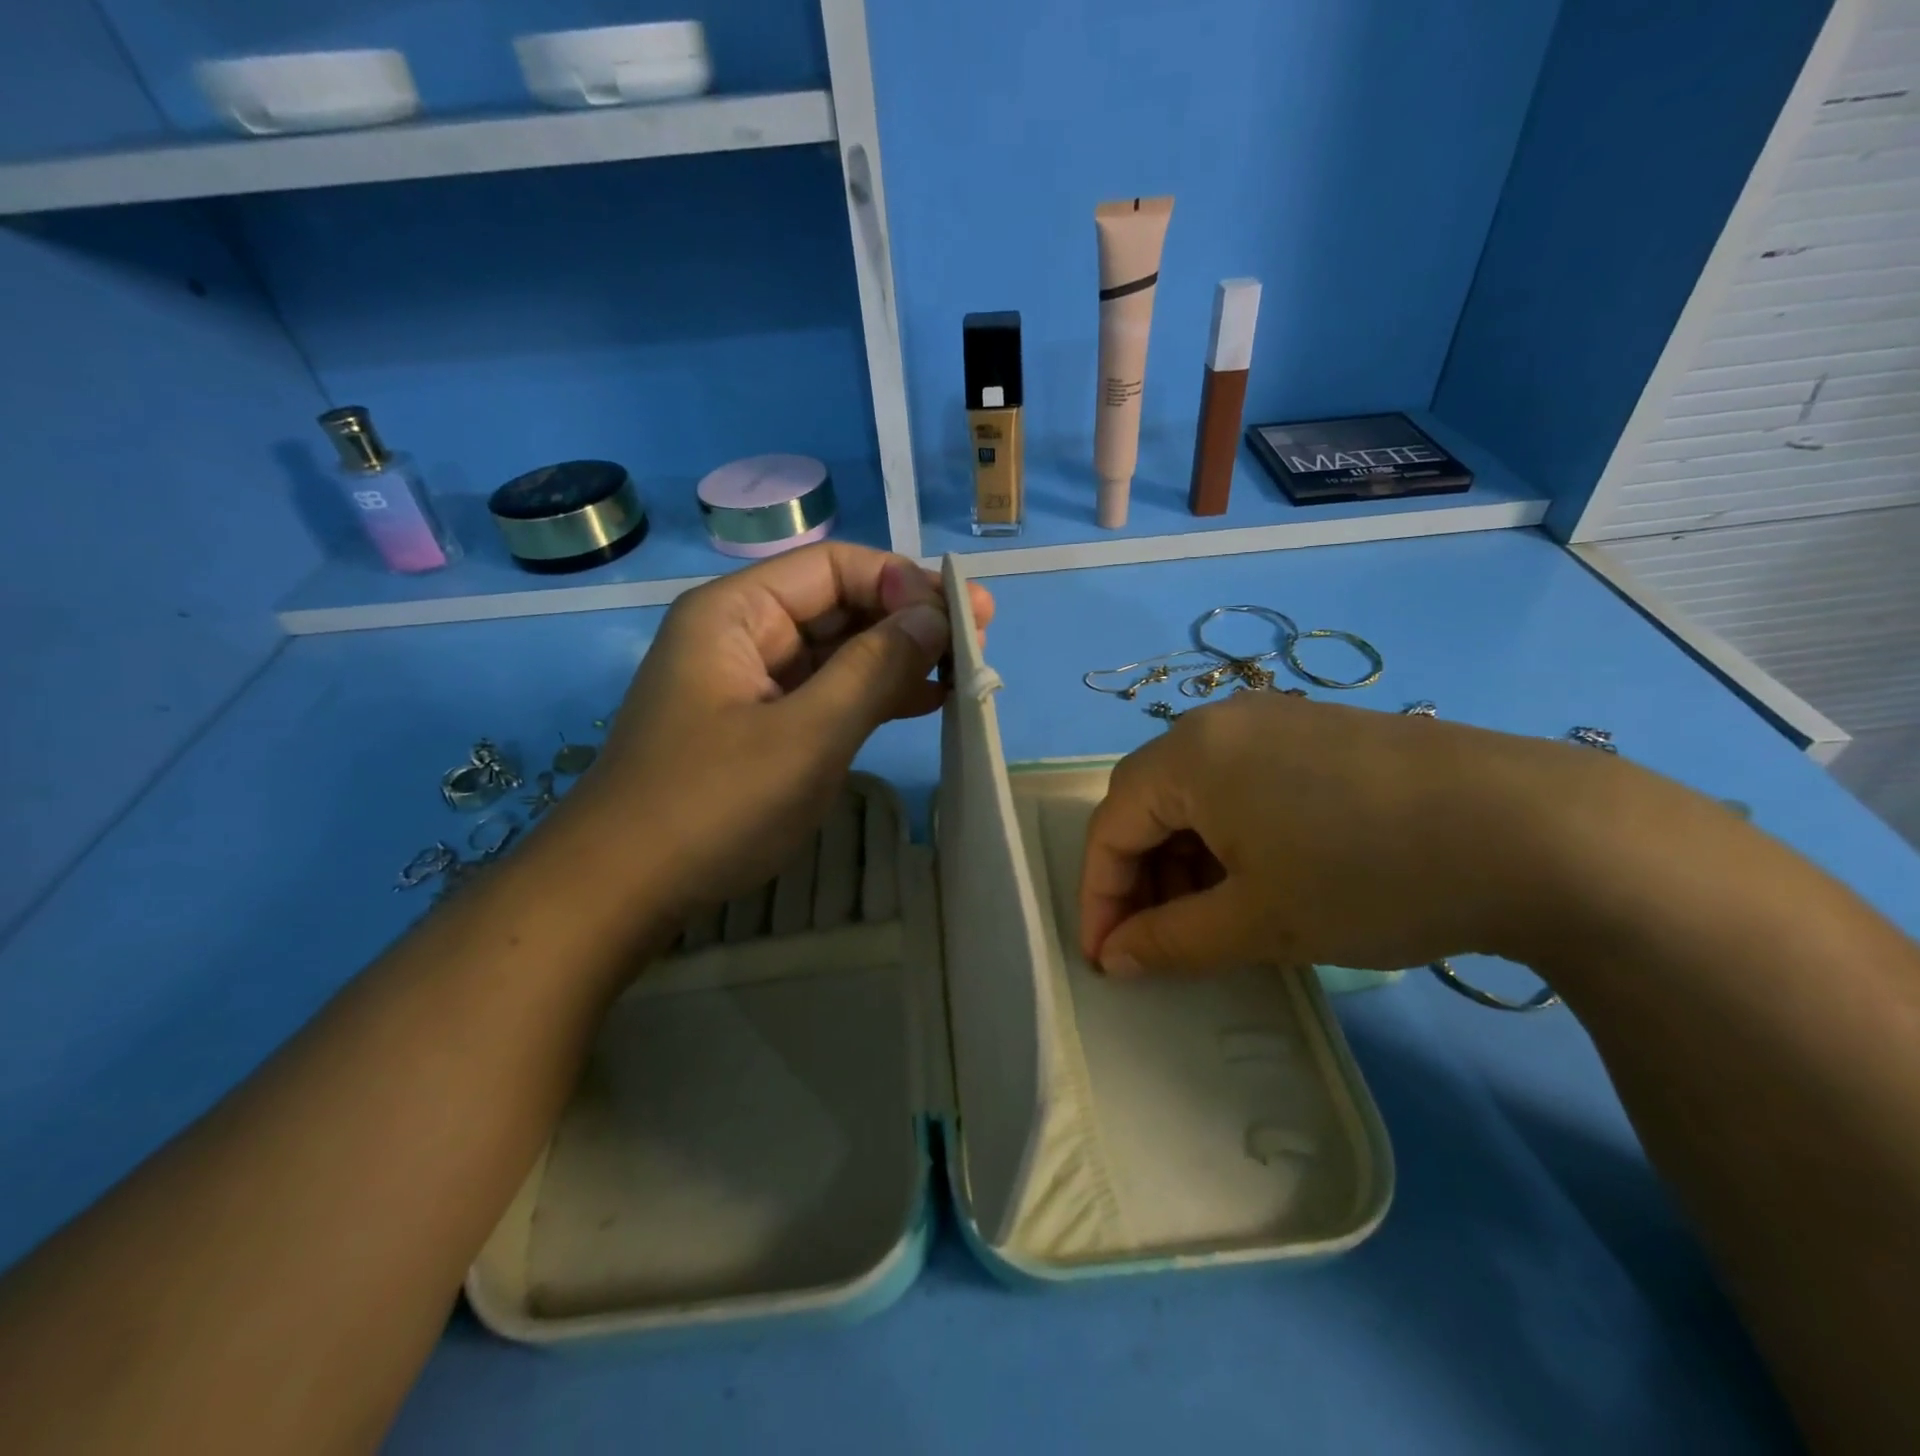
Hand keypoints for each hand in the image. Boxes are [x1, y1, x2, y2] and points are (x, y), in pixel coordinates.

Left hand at [569, 543, 993, 923]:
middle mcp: (744, 634)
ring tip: (964, 670)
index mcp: (738, 612)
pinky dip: (873, 695)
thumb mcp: (806, 734)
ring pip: (838, 652)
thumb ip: (874, 670)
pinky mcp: (762, 725)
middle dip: (907, 619)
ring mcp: (752, 683)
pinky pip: (827, 692)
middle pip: (838, 605)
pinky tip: (925, 701)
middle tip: (979, 638)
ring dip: (898, 658)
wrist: (624, 890)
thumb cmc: (713, 804)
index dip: (900, 583)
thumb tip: (934, 617)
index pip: (834, 568)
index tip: (960, 615)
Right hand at [1078, 692, 1694, 977]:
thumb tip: (1114, 961)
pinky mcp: (1322, 732)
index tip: (1106, 960)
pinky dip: (1234, 836)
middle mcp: (1221, 722)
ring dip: (1188, 859)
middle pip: (1151, 804)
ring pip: (1200, 795)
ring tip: (1214, 917)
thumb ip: (1170, 942)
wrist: (1539, 832)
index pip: (1111, 826)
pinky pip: (1246, 783)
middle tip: (1159, 942)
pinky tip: (1267, 878)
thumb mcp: (1258, 922)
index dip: (1100, 897)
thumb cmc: (1368, 876)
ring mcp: (1277, 720)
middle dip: (1142, 878)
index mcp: (1189, 754)